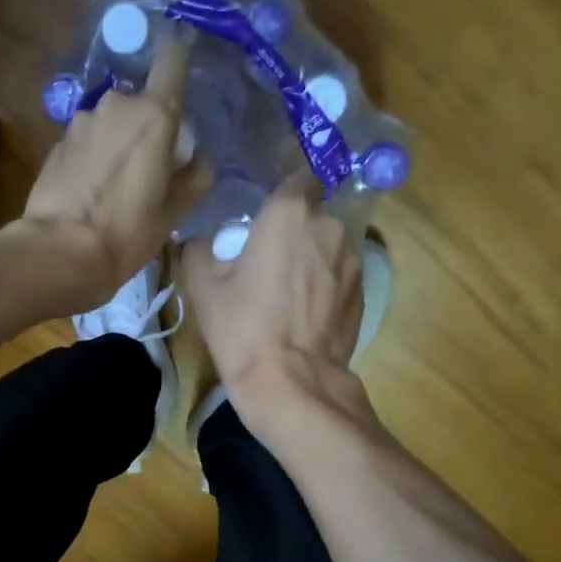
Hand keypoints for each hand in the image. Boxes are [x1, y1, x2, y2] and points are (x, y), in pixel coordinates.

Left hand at [18, 29, 211, 306]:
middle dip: (147, 125)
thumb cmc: (128, 231)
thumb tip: (199, 160)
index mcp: (154, 114)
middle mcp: (116, 104)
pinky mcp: (57, 142)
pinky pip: (87, 140)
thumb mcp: (175, 211)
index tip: (185, 70)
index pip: (172, 59)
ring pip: (111, 122)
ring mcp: (81, 121)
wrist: (61, 251)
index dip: (180, 58)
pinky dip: (94, 156)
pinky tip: (92, 189)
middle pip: (141, 101)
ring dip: (118, 141)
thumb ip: (195, 176)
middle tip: (150, 164)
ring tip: (117, 183)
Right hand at [181, 174, 368, 436]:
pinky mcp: (363, 293)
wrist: (291, 383)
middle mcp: (329, 227)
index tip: (264, 217)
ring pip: (328, 246)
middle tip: (267, 260)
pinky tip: (304, 313)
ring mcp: (352, 261)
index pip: (297, 179)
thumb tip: (199, 241)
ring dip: (312, 258)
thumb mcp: (202, 287)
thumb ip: (197, 249)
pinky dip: (324, 285)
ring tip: (287, 292)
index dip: (281, 195)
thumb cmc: (242, 328)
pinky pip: (339, 275)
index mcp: (290, 214)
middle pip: (312, 215)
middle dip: (294, 230)